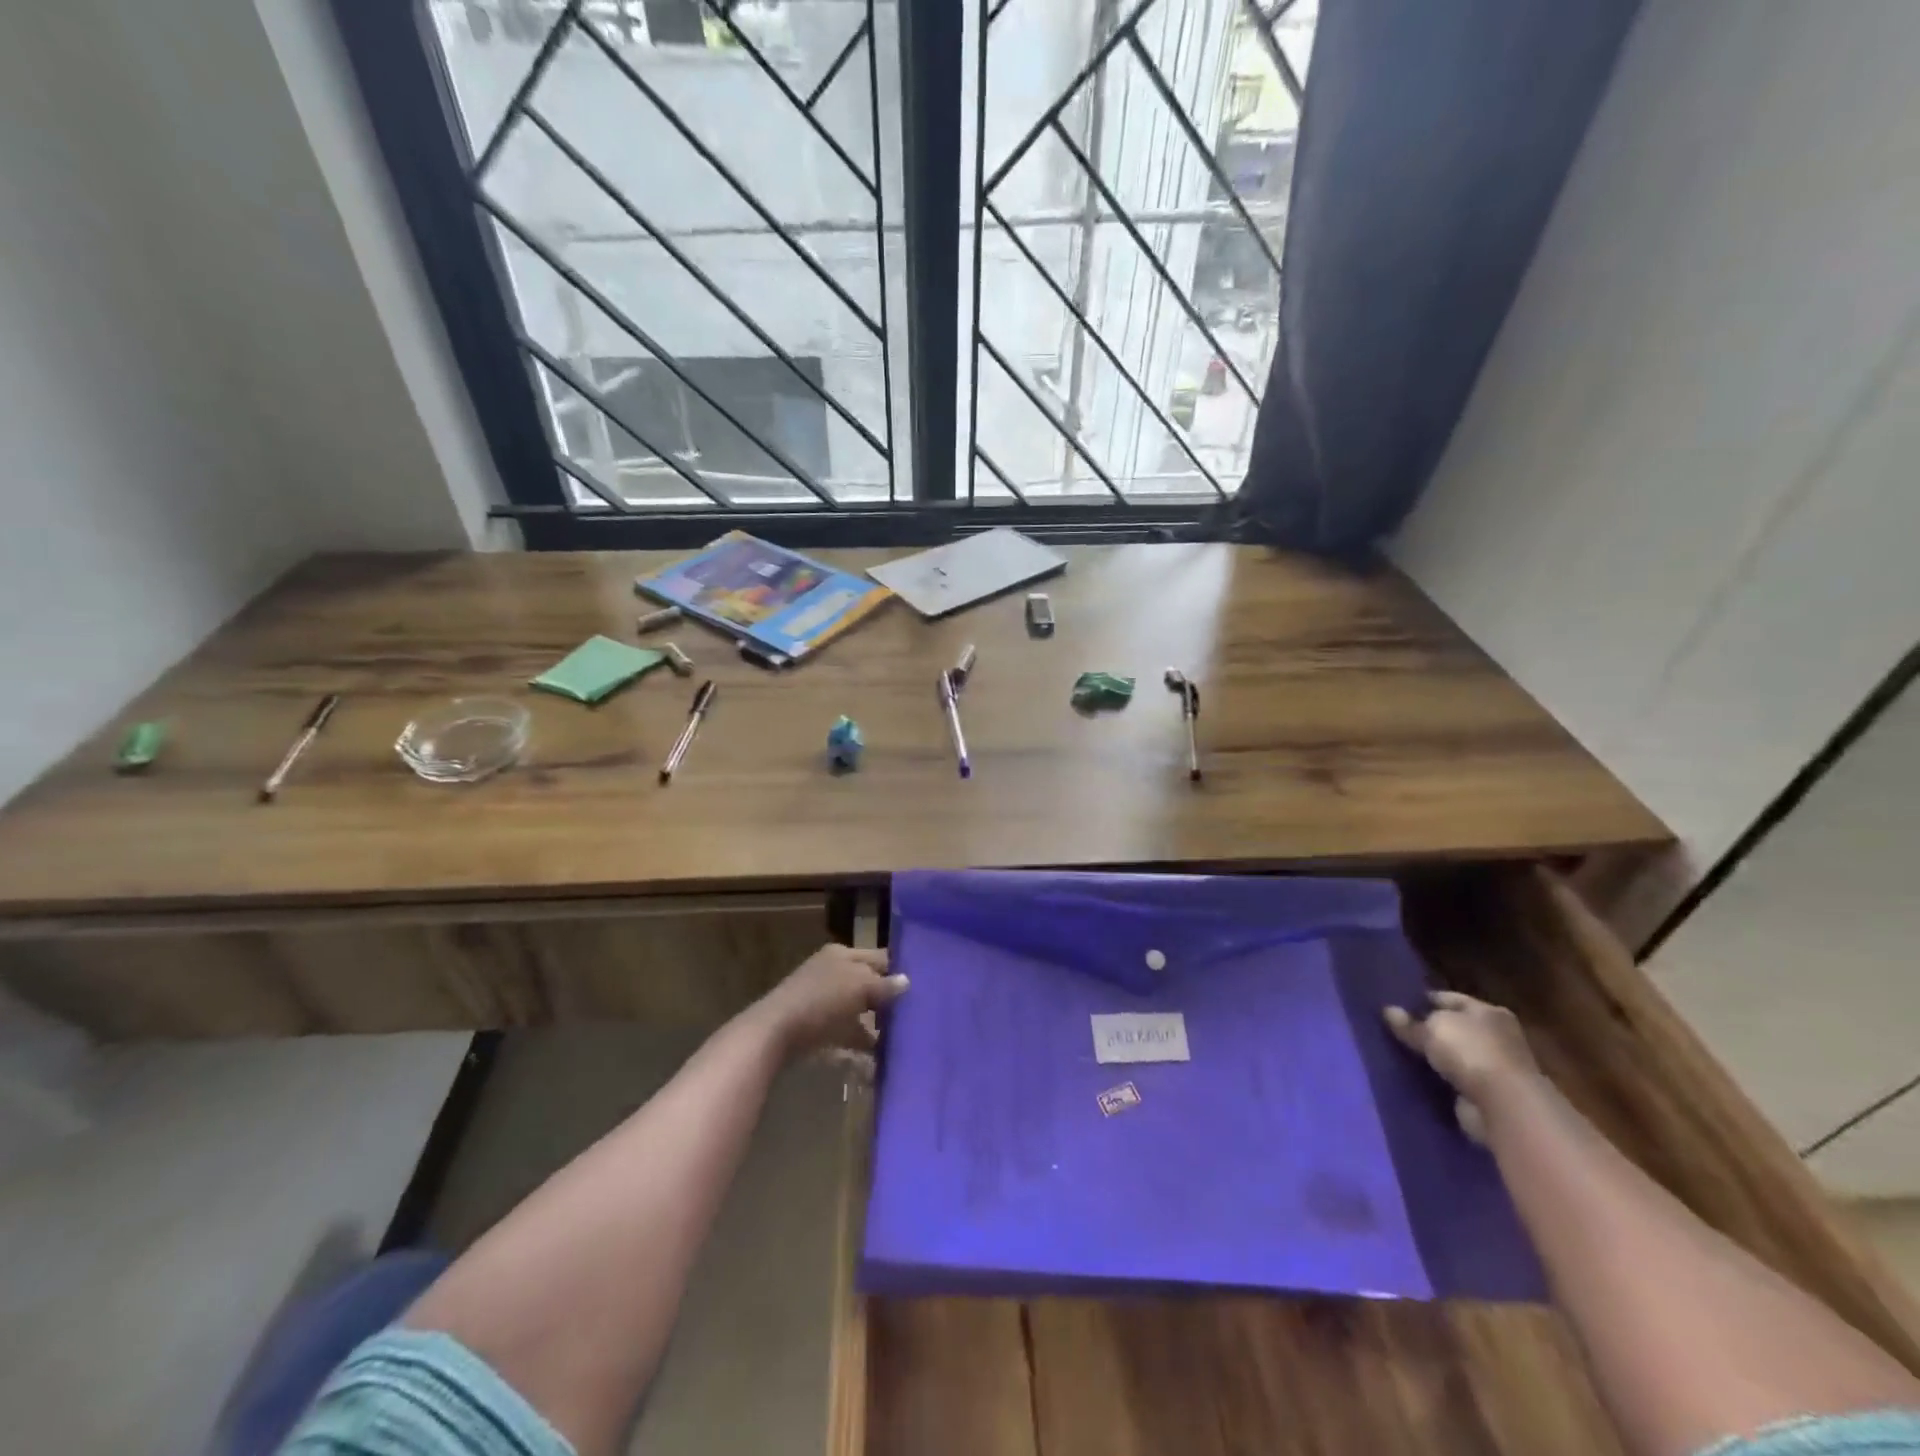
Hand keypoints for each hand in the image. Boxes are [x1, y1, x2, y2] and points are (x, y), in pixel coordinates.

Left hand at [754, 944, 908, 1059]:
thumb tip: (906, 981)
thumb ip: (884, 985)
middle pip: (868, 982)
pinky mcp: (817, 1026)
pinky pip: (846, 1031)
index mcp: (843, 954)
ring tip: (899, 1038)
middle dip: (888, 999)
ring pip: (858, 1008)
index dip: (898, 969)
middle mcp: (833, 971)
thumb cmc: (821, 1001)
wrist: (775, 1033)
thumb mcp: (859, 987)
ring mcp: (823, 999)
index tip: (922, 986)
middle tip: (913, 1014)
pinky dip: (860, 1041)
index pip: (878, 957)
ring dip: (876, 1023)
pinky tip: (877, 1056)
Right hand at [1383, 990, 1538, 1142]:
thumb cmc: (1471, 1052)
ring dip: (1437, 1058)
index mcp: (1489, 1012)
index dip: (1424, 999)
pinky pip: (1458, 1080)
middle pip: (1456, 1027)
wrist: (1505, 1107)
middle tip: (1397, 1029)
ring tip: (1402, 1054)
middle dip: (1430, 1029)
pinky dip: (1442, 1080)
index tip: (1399, 1003)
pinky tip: (1419, 1078)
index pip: (1451, 998)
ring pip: (1457, 1055)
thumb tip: (1389, 1011)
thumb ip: (1409, 1022)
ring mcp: (1497, 1067)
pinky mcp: (1491, 1095)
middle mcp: (1498, 1036)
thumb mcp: (1431, 1029)